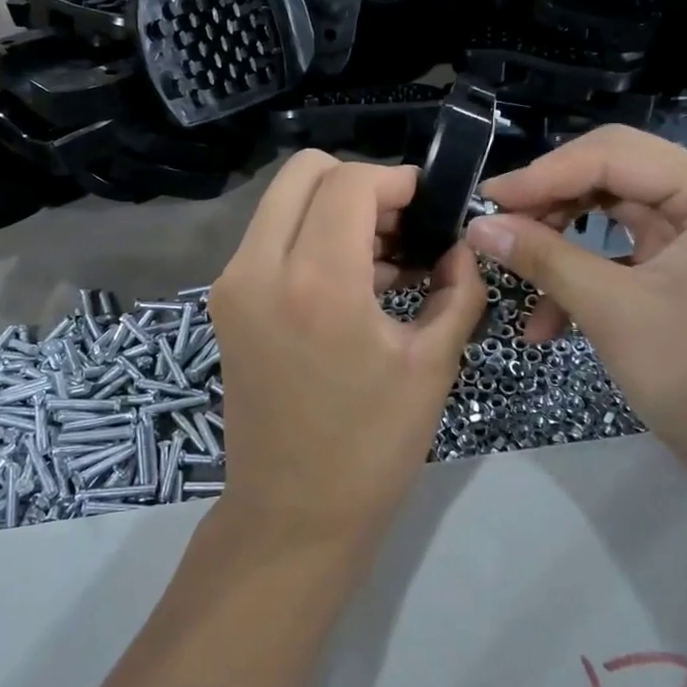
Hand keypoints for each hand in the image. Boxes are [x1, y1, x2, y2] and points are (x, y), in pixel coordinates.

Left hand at [210, 152, 487, 546]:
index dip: (396, 180)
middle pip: (304, 172)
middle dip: (360, 183)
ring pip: (283, 202)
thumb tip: (460, 247)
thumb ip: (458, 289)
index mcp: (317, 282)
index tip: (429, 205)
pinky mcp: (226, 303)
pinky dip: (310, 237)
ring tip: (386, 259)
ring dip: (334, 210)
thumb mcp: (432, 364)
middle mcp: (259, 268)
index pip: (350, 182)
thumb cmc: (372, 447)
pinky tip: (354, 282)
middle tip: (402, 226)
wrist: (293, 514)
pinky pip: (269, 238)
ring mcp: (233, 284)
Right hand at [466, 126, 686, 487]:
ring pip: (608, 212)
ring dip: (559, 245)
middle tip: (496, 231)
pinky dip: (582, 275)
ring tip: (514, 275)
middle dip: (549, 207)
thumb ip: (543, 258)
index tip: (486, 200)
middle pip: (609, 176)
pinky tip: (547, 319)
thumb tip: (478, 225)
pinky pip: (620, 249)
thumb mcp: (612, 311)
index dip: (542, 176)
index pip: (611, 156)